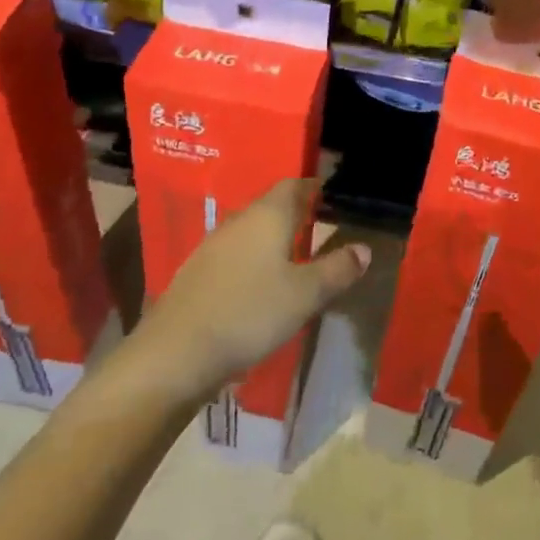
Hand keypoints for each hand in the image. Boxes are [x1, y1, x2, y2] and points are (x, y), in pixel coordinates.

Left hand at [134, 178, 369, 403]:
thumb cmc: (249, 313)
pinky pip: (235, 255)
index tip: (331, 198)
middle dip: (296, 214)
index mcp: (268, 215)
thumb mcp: (305, 294)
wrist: (175, 353)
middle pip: (272, 206)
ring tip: (294, 259)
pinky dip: (253, 261)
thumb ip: (337, 269)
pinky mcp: (197, 273)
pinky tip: (259, 287)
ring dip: (273, 239)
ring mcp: (213, 246)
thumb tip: (364, 249)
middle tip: (320, 229)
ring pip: (252, 231)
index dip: (314, 188)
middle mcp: (240, 220)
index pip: (295, 185)